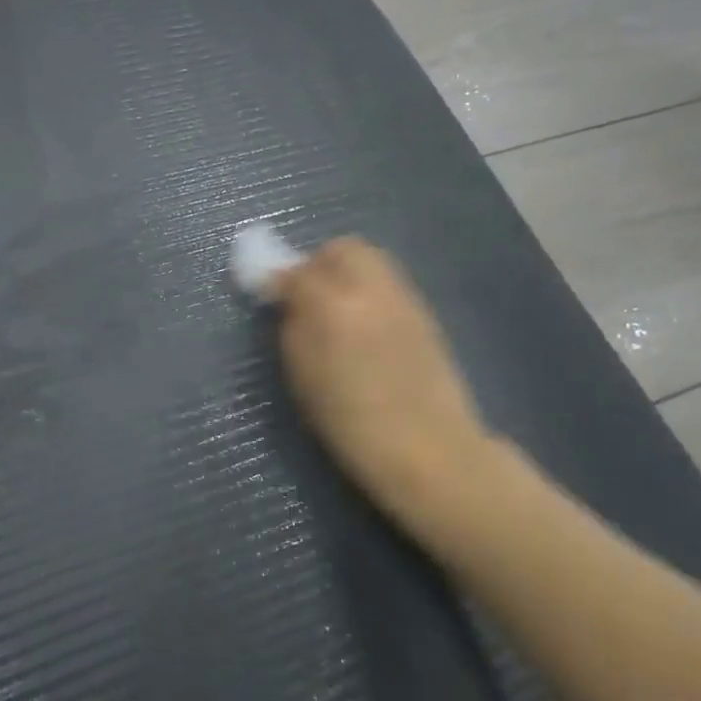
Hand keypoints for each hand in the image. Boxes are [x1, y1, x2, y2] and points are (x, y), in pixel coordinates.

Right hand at [269, 238, 514, 559]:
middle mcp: (371, 289)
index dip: (278, 280)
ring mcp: (404, 299)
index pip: (297, 271)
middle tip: (308, 296)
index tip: (271, 297)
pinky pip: (390, 285)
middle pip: (343, 249)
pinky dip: (370, 293)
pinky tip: (366, 327)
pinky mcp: (425, 315)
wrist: (430, 451)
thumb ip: (293, 328)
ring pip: (371, 261)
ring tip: (337, 311)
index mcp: (333, 306)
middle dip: (319, 264)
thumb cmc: (352, 425)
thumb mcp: (303, 378)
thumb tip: (288, 300)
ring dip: (347, 275)